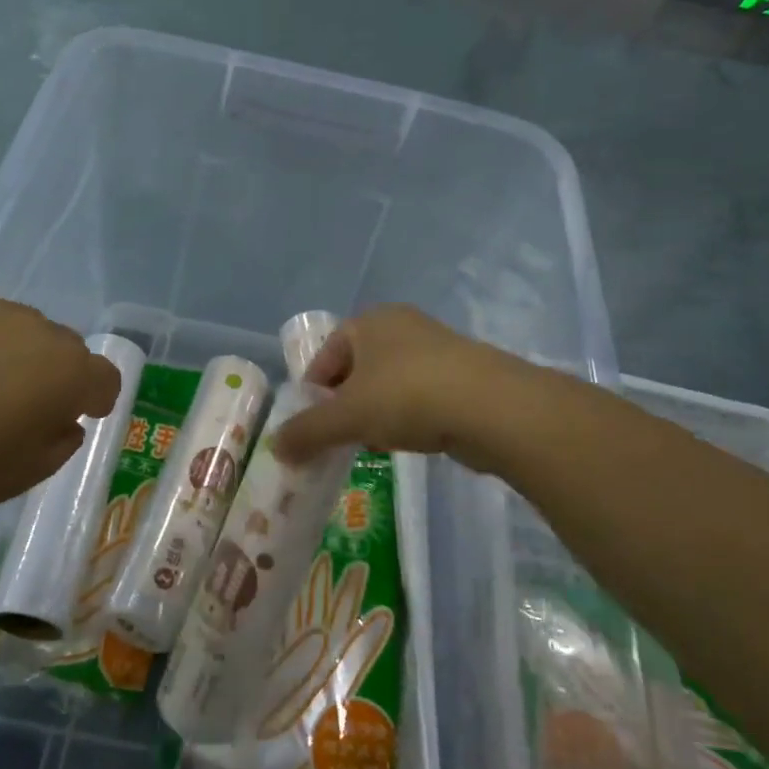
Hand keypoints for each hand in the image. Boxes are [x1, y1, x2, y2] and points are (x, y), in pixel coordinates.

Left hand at [0, 293, 121, 526]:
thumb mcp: (23, 475)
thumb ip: (60, 442)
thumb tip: (62, 420)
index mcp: (68, 372)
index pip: (106, 377)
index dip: (96, 399)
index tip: (75, 417)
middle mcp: (39, 330)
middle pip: (65, 348)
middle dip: (55, 374)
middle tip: (17, 408)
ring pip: (22, 330)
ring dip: (15, 354)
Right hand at [272, 305, 526, 470]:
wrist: (493, 407)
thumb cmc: (407, 396)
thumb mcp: (347, 416)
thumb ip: (307, 431)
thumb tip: (274, 448)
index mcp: (369, 321)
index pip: (325, 355)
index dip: (312, 392)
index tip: (310, 427)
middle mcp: (402, 326)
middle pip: (357, 369)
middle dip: (345, 405)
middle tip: (339, 437)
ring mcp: (437, 348)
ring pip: (389, 384)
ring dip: (376, 413)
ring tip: (373, 444)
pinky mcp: (464, 374)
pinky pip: (420, 395)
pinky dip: (408, 417)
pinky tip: (409, 442)